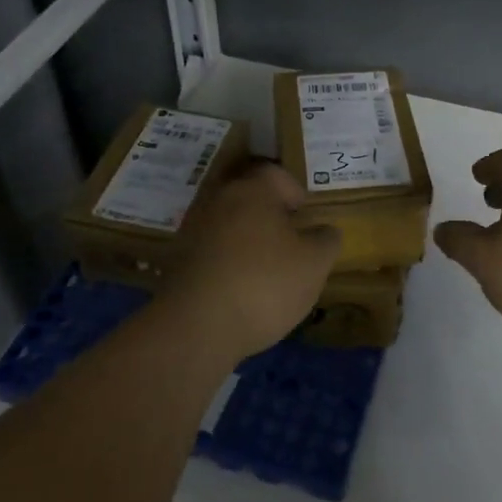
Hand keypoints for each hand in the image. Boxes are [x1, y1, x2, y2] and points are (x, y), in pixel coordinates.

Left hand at [162, 162, 341, 360]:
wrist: (195, 327)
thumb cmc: (264, 284)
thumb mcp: (314, 264)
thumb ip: (326, 241)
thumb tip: (323, 231)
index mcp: (253, 190)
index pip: (275, 174)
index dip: (294, 192)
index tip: (305, 217)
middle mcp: (218, 200)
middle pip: (248, 196)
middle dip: (269, 215)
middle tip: (289, 242)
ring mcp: (192, 229)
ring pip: (227, 223)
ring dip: (245, 239)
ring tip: (265, 269)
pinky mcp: (176, 260)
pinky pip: (210, 249)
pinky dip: (225, 261)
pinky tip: (238, 288)